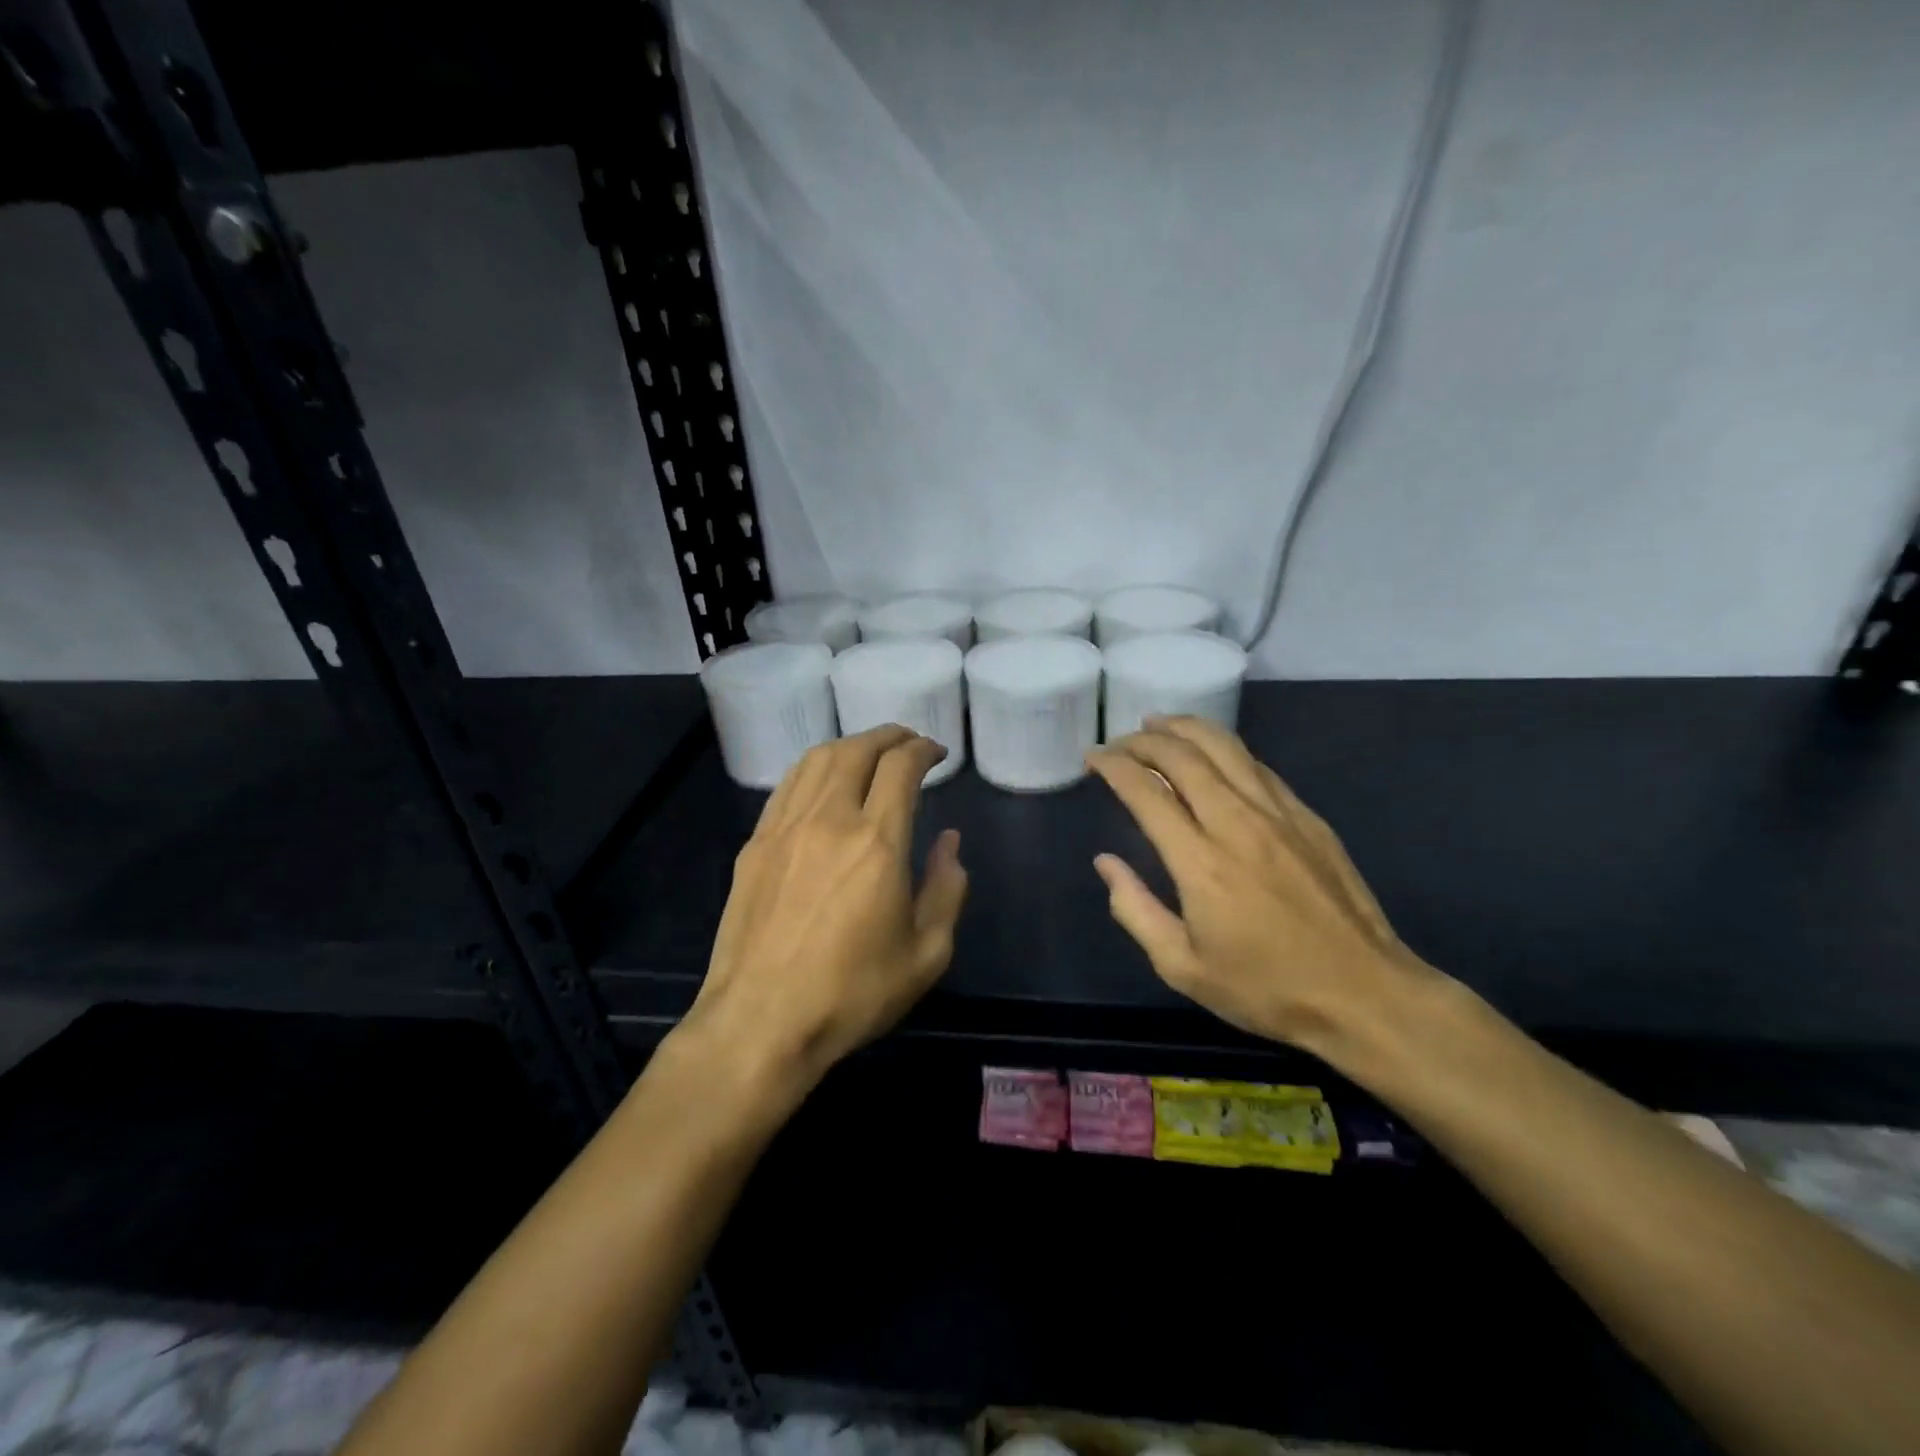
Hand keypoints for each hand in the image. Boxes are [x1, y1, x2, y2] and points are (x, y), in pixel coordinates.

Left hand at [678, 725, 967, 1103]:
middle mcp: (829, 820)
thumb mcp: (926, 954)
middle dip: (889, 736)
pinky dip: (814, 768)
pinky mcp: (755, 845)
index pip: (901, 768)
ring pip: (817, 760)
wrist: (760, 1023)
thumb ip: (947, 889)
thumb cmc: (852, 994)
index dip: (923, 750)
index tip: (937, 753)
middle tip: (909, 741)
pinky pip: (787, 786)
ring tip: (870, 752)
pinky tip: (823, 780)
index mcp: (877, 843)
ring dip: (850, 745)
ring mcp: (784, 828)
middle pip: (858, 750)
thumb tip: (949, 842)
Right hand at [1087, 716, 1437, 1051]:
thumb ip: (1135, 910)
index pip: (1146, 792)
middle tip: (1120, 741)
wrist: (1364, 994)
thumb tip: (1106, 863)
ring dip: (1186, 729)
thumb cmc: (1266, 988)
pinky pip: (1258, 767)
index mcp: (1200, 862)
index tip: (1093, 757)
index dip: (1114, 766)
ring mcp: (1279, 815)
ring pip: (1225, 748)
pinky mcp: (1308, 818)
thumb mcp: (1183, 967)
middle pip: (1184, 757)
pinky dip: (1226, 750)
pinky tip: (1214, 754)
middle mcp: (1237, 823)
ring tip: (1159, 724)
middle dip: (1144, 740)